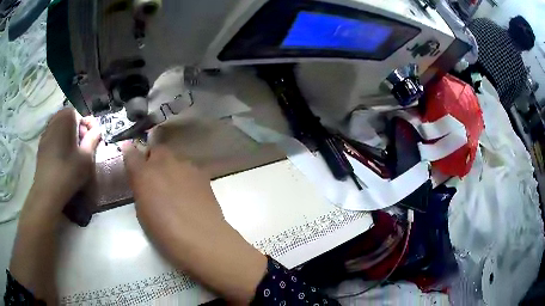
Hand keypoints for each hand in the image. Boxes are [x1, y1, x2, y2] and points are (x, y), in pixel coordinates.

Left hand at [22, 108, 101, 222]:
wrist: (47, 192)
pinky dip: (57, 141)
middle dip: (76, 128)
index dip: (86, 125)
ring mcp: (45, 133)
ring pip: (58, 126)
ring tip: (71, 151)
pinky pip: (52, 136)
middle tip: (81, 145)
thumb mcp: (86, 158)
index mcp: (66, 119)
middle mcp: (54, 121)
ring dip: (66, 134)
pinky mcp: (41, 145)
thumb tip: (97, 130)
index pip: (79, 113)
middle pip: (67, 118)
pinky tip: (60, 156)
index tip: (90, 139)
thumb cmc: (68, 172)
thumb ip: (93, 140)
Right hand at [122, 142, 266, 302]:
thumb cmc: (165, 233)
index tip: (131, 159)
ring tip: (174, 185)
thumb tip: (140, 179)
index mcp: (144, 174)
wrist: (202, 238)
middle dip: (154, 159)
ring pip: (175, 158)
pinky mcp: (202, 173)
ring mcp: (185, 166)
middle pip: (157, 150)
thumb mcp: (143, 213)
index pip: (131, 154)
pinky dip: (185, 175)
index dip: (130, 155)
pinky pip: (189, 168)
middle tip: (155, 175)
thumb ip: (140, 190)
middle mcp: (164, 163)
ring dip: (171, 167)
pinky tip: (190, 191)